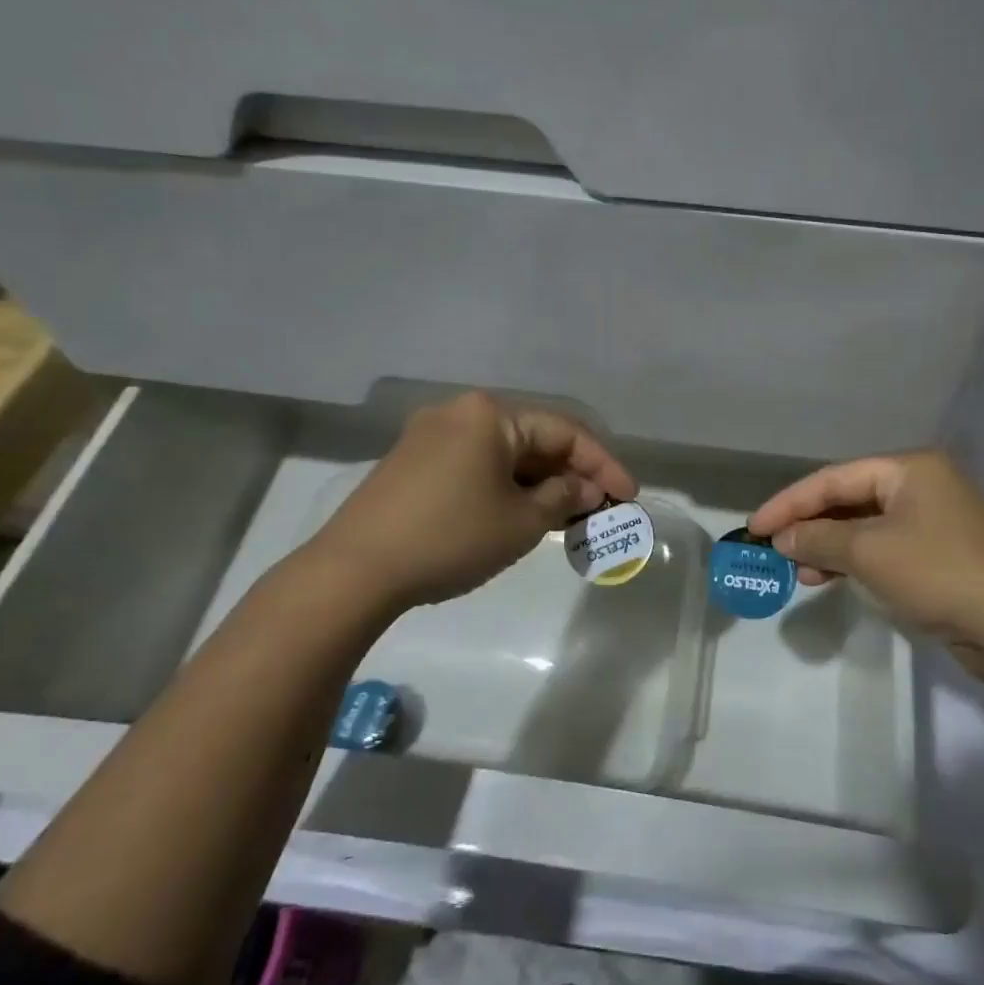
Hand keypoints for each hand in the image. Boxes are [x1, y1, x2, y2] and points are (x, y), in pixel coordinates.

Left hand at [299, 391, 638, 617]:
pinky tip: (521, 516)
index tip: (629, 498)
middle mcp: (460, 413)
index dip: (603, 466)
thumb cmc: (451, 537)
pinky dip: (507, 488)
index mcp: (491, 414)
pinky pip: (476, 467)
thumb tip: (586, 489)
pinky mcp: (412, 464)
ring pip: (505, 456)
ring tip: (567, 519)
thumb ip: (564, 498)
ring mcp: (430, 437)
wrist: (354, 571)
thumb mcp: (522, 522)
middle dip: (570, 476)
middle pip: (534, 441)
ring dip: (540, 485)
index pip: (565, 433)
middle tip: (600, 511)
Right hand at [748, 451, 983, 676]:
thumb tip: (781, 538)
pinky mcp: (940, 553)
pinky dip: (854, 561)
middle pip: (850, 498)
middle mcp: (923, 484)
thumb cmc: (938, 574)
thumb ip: (818, 538)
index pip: (835, 478)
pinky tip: (829, 579)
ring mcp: (934, 519)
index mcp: (910, 468)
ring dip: (828, 547)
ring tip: (798, 573)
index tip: (754, 527)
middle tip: (773, 550)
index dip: (790, 502)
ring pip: (865, 526)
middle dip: (809, 525)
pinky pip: (884, 547)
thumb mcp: (869, 553)